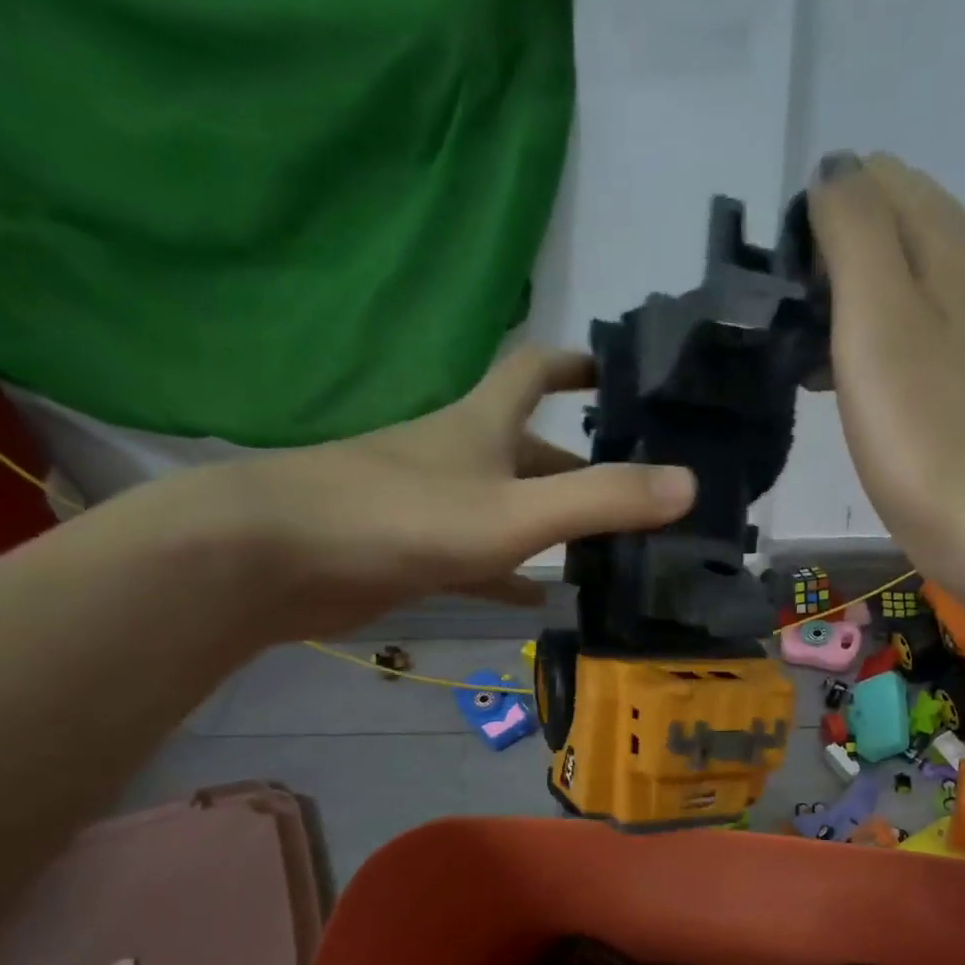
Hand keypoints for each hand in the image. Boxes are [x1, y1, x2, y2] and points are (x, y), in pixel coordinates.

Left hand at [146, 346, 695, 642]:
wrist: (274, 559)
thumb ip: (601, 500)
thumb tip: (689, 485)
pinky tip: (541, 600)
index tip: (619, 372)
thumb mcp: (513, 512)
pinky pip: (479, 557)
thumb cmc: (399, 518)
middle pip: (530, 449)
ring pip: (507, 506)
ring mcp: (432, 505)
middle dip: (583, 464)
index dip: (577, 364)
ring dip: (553, 523)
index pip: (534, 369)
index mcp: (481, 424)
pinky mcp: (412, 551)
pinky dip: (512, 573)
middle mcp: (458, 455)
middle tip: (641, 495)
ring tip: (610, 553)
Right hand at [807, 153, 964, 574]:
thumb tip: (835, 173)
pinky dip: (872, 346)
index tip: (787, 284)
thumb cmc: (924, 428)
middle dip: (834, 259)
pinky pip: (913, 337)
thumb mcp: (877, 315)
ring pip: (903, 287)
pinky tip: (845, 387)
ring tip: (806, 357)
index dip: (823, 214)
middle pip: (896, 230)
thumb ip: (854, 231)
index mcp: (955, 246)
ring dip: (848, 306)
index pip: (882, 179)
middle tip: (792, 324)